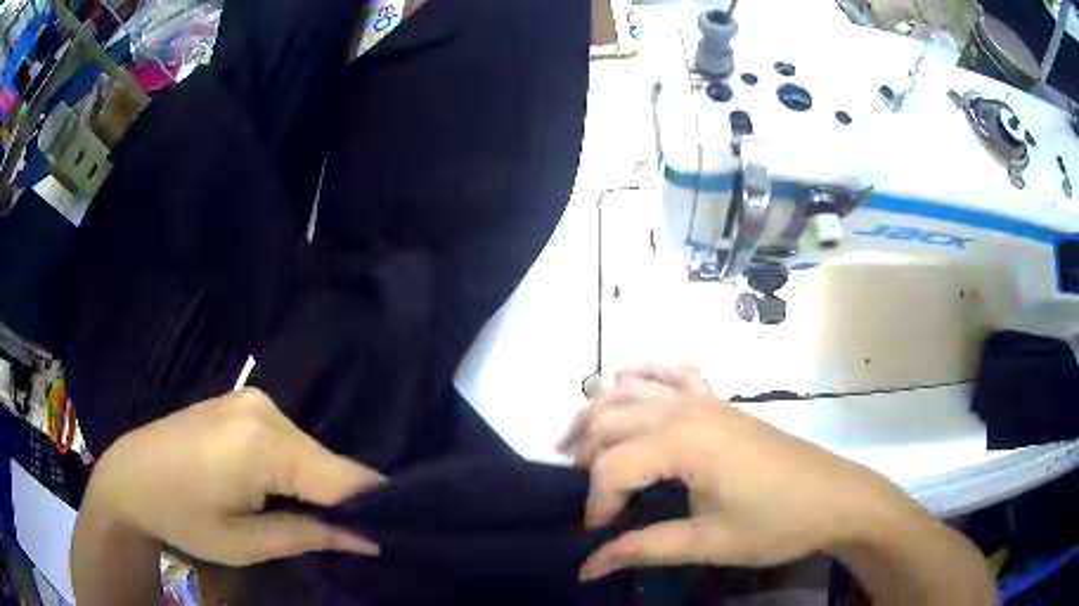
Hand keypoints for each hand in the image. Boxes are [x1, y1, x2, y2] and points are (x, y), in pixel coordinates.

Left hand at [79, 388, 383, 565]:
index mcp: (263, 444)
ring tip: (307, 515)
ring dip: (317, 483)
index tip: (390, 533)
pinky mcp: (242, 400)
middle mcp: (264, 409)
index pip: (343, 477)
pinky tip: (280, 488)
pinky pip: (288, 437)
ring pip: (310, 448)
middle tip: (343, 536)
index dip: (372, 507)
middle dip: (341, 498)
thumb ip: (309, 536)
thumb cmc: (182, 516)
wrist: (130, 475)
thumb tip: (369, 541)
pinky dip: (295, 465)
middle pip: (328, 461)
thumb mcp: (245, 543)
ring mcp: (251, 399)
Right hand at [569, 365, 917, 579]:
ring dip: (597, 412)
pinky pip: (674, 371)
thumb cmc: (775, 524)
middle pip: (610, 419)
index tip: (599, 535)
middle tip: (578, 492)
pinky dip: (644, 372)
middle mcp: (686, 409)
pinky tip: (626, 382)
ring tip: (576, 444)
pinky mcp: (720, 402)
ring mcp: (705, 399)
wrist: (835, 498)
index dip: (596, 503)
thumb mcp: (706, 543)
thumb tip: (586, 567)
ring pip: (630, 390)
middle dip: (584, 455)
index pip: (612, 468)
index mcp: (684, 442)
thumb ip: (642, 549)